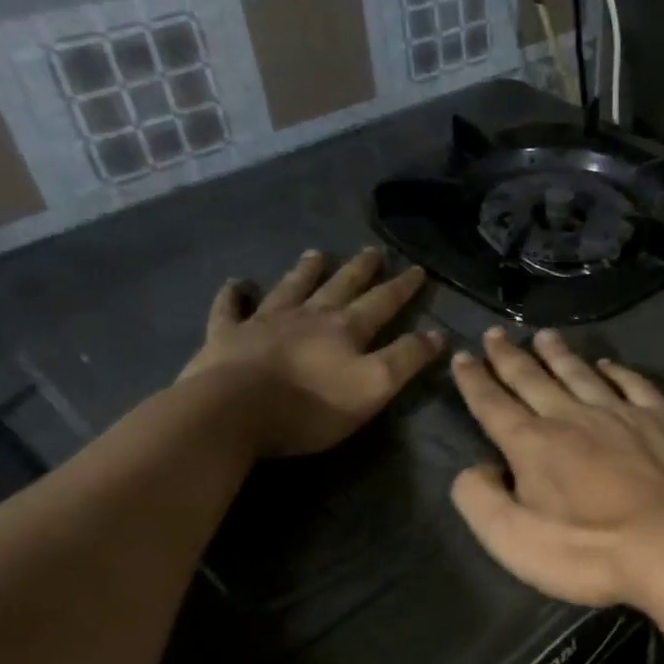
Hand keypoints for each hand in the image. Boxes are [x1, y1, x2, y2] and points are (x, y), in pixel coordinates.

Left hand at [179, 248, 443, 457]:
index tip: (417, 269)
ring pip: (290, 289)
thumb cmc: (312, 405)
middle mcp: (308, 316)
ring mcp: (264, 323)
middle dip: (360, 269)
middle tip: (372, 250)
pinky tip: (235, 284)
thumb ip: (406, 359)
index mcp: (346, 329)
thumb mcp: (375, 386)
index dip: (402, 287)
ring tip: (315, 253)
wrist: (234, 412)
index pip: (382, 302)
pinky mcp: (226, 337)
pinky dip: (234, 295)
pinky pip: (230, 309)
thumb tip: (436, 334)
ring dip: (305, 271)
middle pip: (339, 286)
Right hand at [448, 328, 663, 605]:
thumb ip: (480, 500)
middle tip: (495, 334)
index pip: (492, 404)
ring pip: (580, 374)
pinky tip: (608, 365)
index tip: (462, 356)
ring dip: (559, 354)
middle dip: (509, 357)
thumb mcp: (513, 540)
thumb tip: (475, 469)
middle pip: (532, 379)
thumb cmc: (588, 550)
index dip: (473, 380)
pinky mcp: (659, 421)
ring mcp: (619, 414)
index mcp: (532, 444)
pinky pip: (633, 384)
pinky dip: (617, 371)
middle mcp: (572, 416)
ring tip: (545, 335)